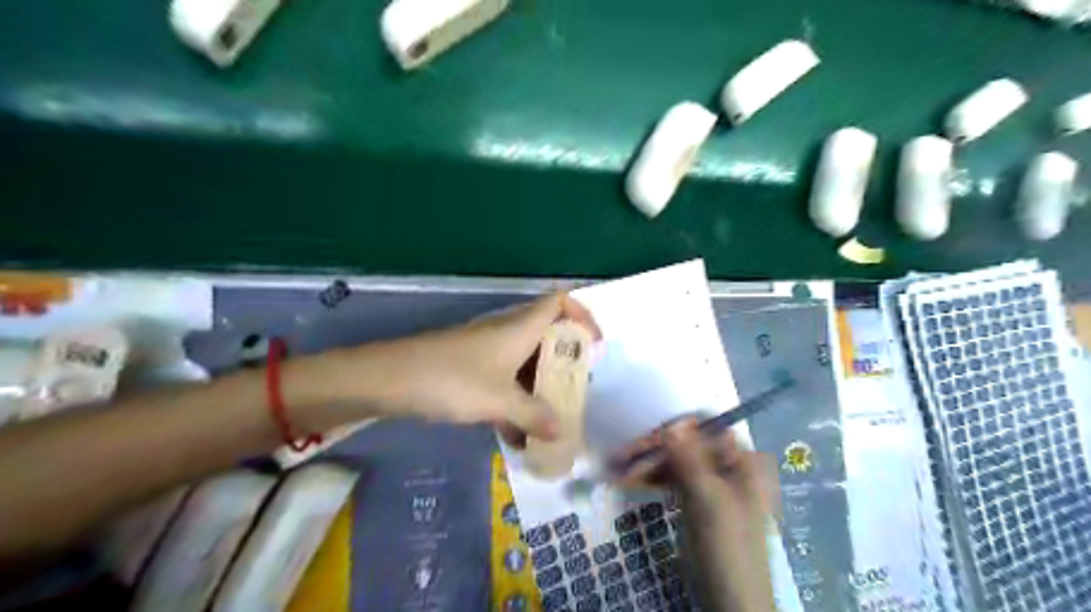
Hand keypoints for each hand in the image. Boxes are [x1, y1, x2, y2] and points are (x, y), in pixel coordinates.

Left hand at [339, 294, 599, 441]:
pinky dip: (514, 400)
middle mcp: (507, 332)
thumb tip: (560, 432)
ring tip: (549, 419)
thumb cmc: (453, 379)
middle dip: (564, 362)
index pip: (559, 302)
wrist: (391, 378)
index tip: (594, 345)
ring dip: (539, 387)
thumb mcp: (499, 400)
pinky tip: (513, 434)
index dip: (581, 315)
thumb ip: (533, 416)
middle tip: (575, 389)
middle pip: (546, 335)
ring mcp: (487, 349)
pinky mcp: (471, 366)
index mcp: (520, 328)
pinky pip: (504, 379)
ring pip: (525, 361)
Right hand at [616, 422, 778, 610]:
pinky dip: (650, 479)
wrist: (730, 605)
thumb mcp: (708, 502)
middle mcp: (727, 466)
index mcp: (742, 462)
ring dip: (646, 463)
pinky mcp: (695, 500)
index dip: (678, 426)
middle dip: (654, 448)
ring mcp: (710, 484)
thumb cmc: (726, 550)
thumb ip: (691, 460)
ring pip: (675, 461)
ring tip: (615, 469)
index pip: (708, 427)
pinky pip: (671, 479)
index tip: (647, 433)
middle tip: (621, 455)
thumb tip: (673, 422)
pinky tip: (625, 481)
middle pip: (687, 444)